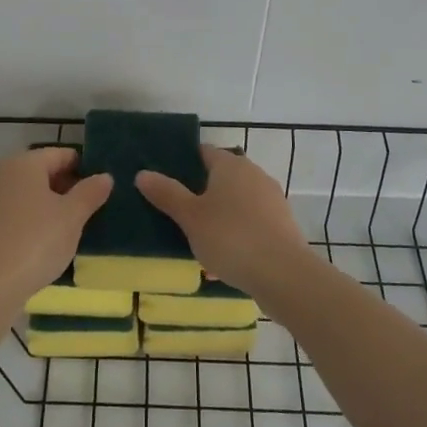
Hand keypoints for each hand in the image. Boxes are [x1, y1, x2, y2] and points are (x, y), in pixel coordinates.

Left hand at [0, 147, 112, 316]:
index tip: (101, 188)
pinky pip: (14, 212)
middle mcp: (2, 173)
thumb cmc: (36, 242)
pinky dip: (31, 219)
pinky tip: (44, 241)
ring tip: (71, 227)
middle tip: (90, 209)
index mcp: (24, 163)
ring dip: (49, 204)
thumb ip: (90, 192)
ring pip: (27, 193)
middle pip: (42, 172)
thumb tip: (104, 176)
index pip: (61, 154)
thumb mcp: (72, 216)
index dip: (84, 168)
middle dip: (66, 187)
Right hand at [136, 147, 312, 297]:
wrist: (283, 274)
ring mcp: (271, 198)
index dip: (183, 162)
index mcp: (230, 165)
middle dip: (201, 191)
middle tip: (178, 210)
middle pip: (221, 176)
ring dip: (220, 213)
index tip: (164, 179)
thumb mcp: (190, 217)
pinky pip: (251, 221)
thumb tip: (143, 173)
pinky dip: (237, 231)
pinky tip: (225, 255)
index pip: (203, 152)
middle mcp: (254, 173)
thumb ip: (167, 194)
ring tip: (198, 236)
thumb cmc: (230, 237)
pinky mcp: (282, 223)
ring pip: (237, 200)